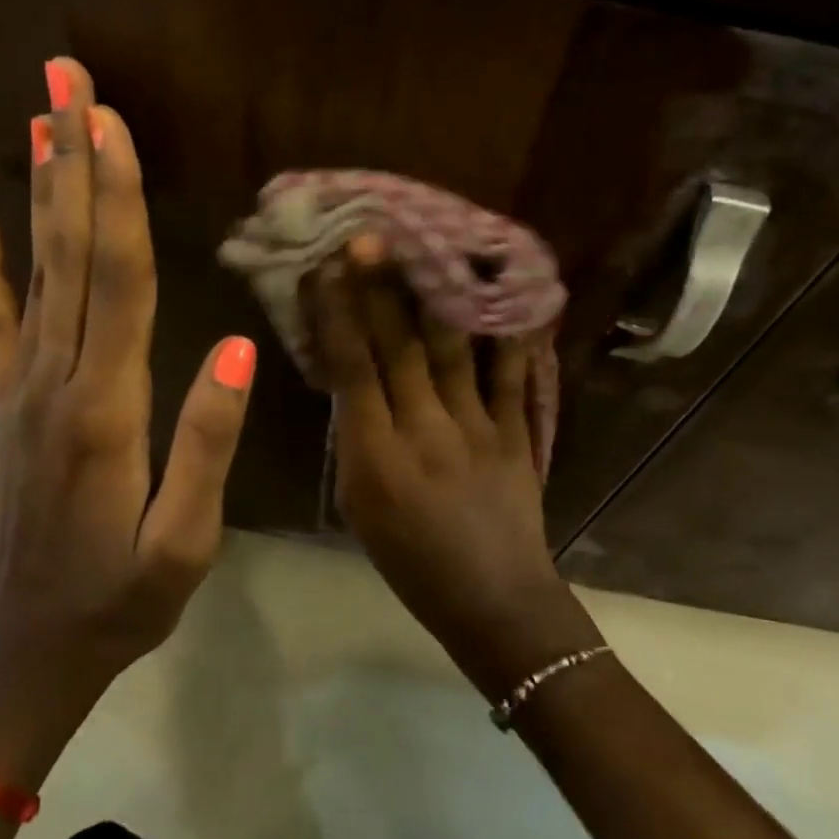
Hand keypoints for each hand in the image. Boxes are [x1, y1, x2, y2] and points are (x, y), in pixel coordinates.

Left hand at [0, 59, 256, 768]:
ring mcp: (24, 389)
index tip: (110, 122)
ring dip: (41, 193)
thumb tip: (237, 349)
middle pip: (71, 254)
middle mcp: (57, 381)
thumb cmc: (122, 601)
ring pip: (36, 273)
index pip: (117, 282)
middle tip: (65, 80)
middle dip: (72, 162)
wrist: (30, 652)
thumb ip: (207, 444)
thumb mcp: (186, 542)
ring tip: (39, 121)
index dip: (117, 198)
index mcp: (107, 409)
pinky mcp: (11, 404)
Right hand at [307, 240, 601, 698]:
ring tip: (425, 247)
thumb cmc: (413, 564)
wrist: (493, 602)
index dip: (336, 316)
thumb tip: (354, 380)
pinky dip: (510, 335)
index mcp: (376, 458)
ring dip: (433, 296)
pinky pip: (510, 377)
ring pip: (449, 351)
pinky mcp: (515, 434)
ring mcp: (475, 429)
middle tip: (369, 236)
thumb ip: (356, 441)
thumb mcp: (361, 509)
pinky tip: (511, 294)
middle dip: (380, 290)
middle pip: (398, 349)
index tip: (324, 269)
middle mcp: (423, 431)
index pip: (351, 371)